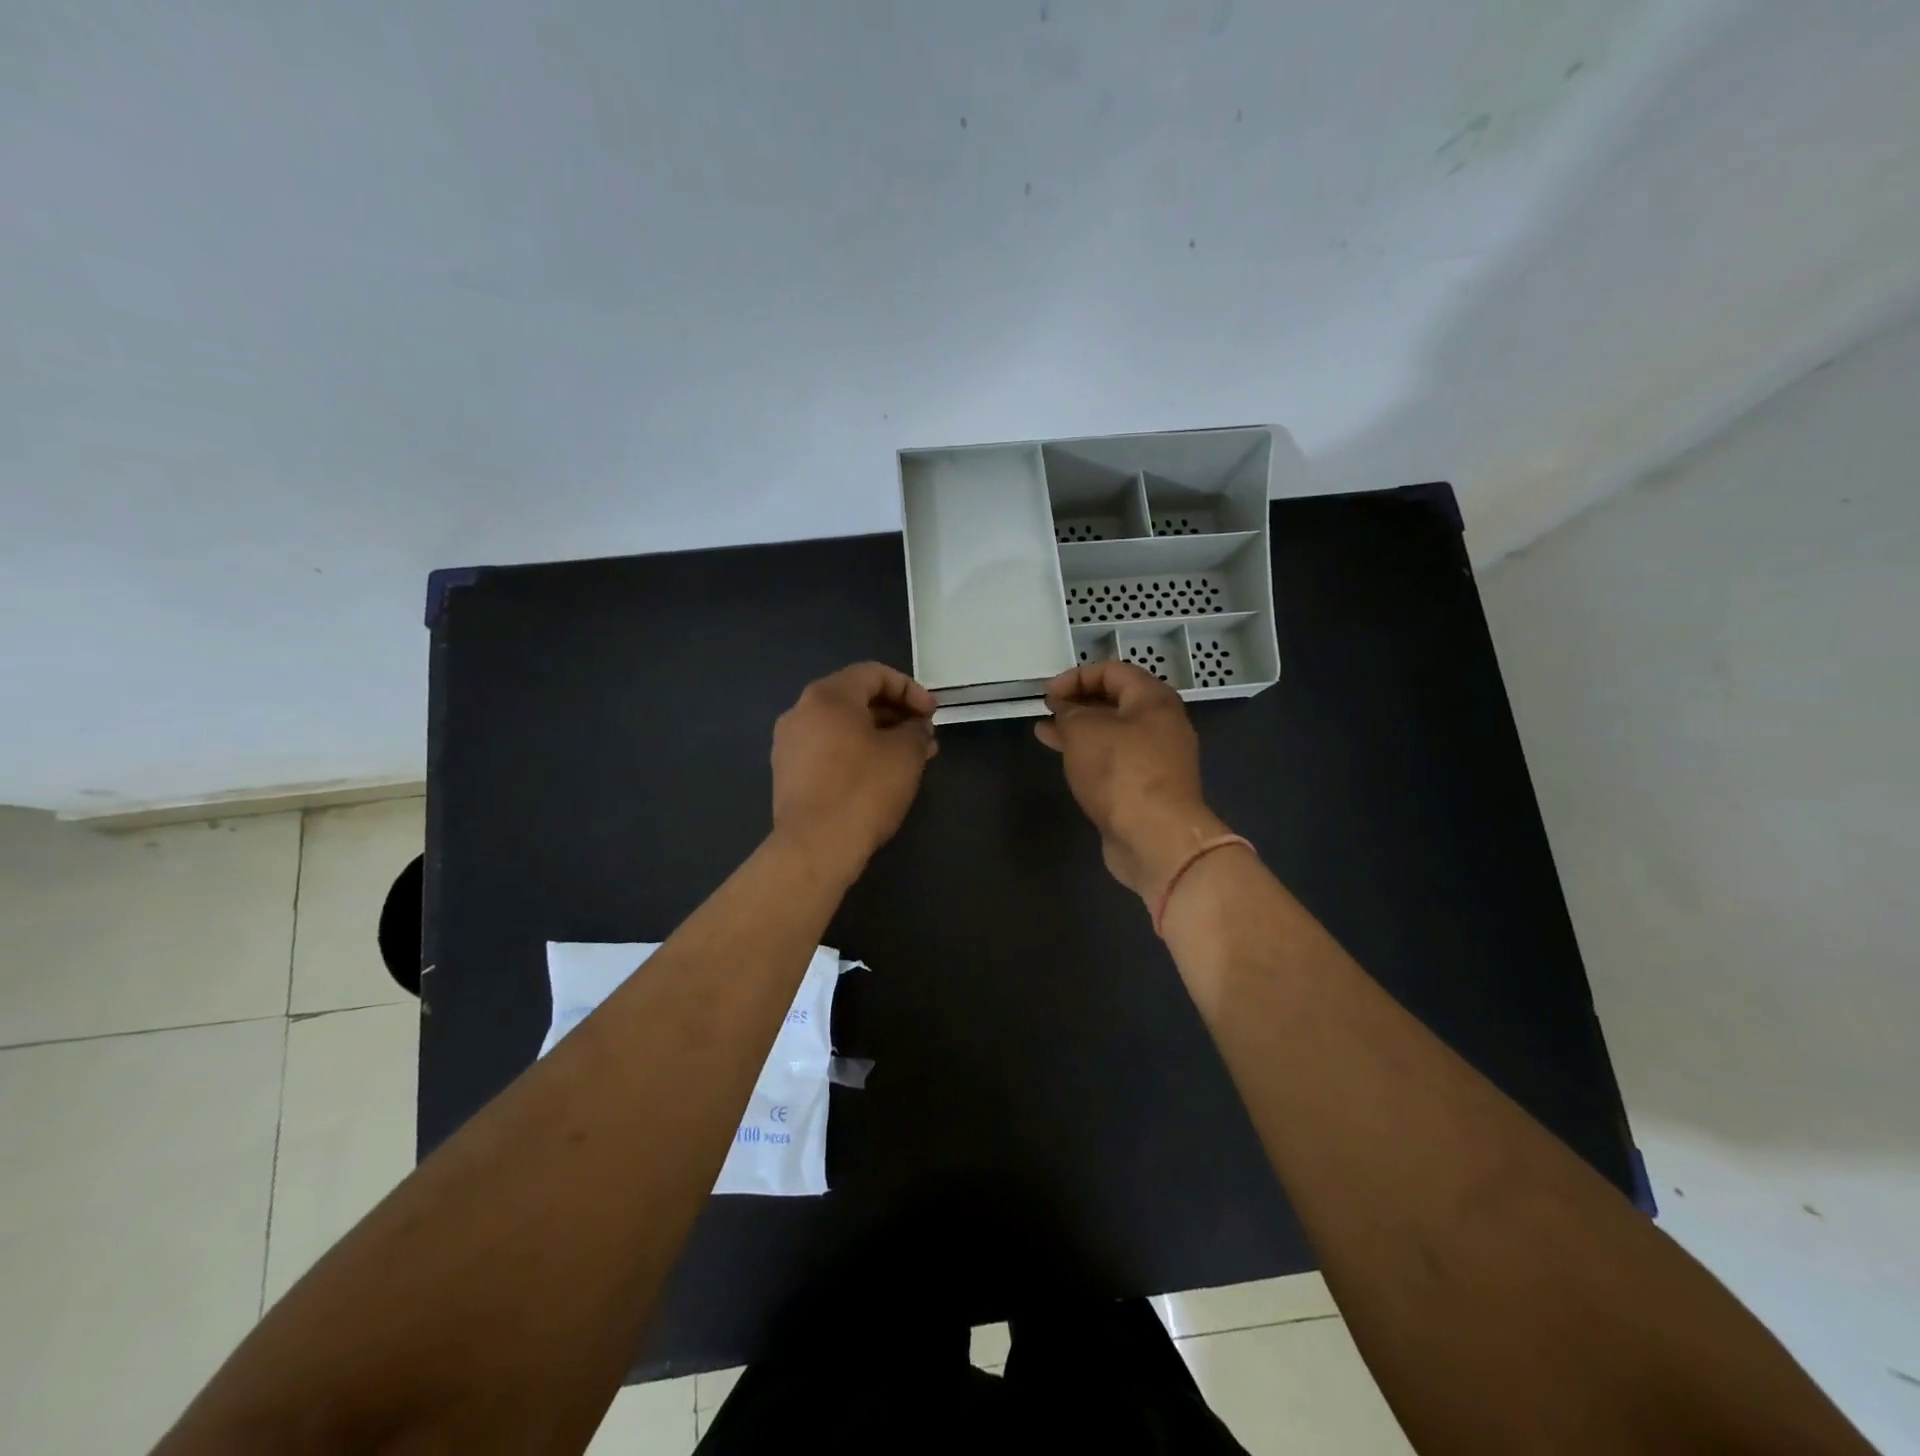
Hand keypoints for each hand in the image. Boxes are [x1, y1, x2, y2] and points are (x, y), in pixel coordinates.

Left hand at [771, 662, 936, 879]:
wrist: (815, 846)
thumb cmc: (864, 790)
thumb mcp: (906, 754)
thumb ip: (916, 730)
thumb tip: (916, 728)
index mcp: (828, 696)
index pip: (874, 674)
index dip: (910, 689)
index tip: (932, 715)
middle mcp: (801, 711)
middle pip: (855, 698)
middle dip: (895, 714)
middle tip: (924, 737)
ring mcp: (789, 744)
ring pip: (842, 726)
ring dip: (878, 735)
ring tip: (909, 759)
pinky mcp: (787, 773)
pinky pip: (828, 749)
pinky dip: (856, 753)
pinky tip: (880, 776)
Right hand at [1035, 661, 1232, 898]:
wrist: (1156, 837)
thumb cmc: (1121, 772)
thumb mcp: (1084, 731)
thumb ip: (1069, 713)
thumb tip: (1065, 710)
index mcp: (1154, 699)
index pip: (1113, 671)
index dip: (1076, 676)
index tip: (1047, 694)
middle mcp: (1162, 724)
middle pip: (1116, 701)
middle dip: (1078, 702)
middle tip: (1047, 710)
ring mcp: (1158, 758)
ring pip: (1114, 733)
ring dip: (1080, 730)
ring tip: (1046, 733)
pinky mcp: (1149, 787)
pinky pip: (1116, 760)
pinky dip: (1091, 755)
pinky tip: (1067, 762)